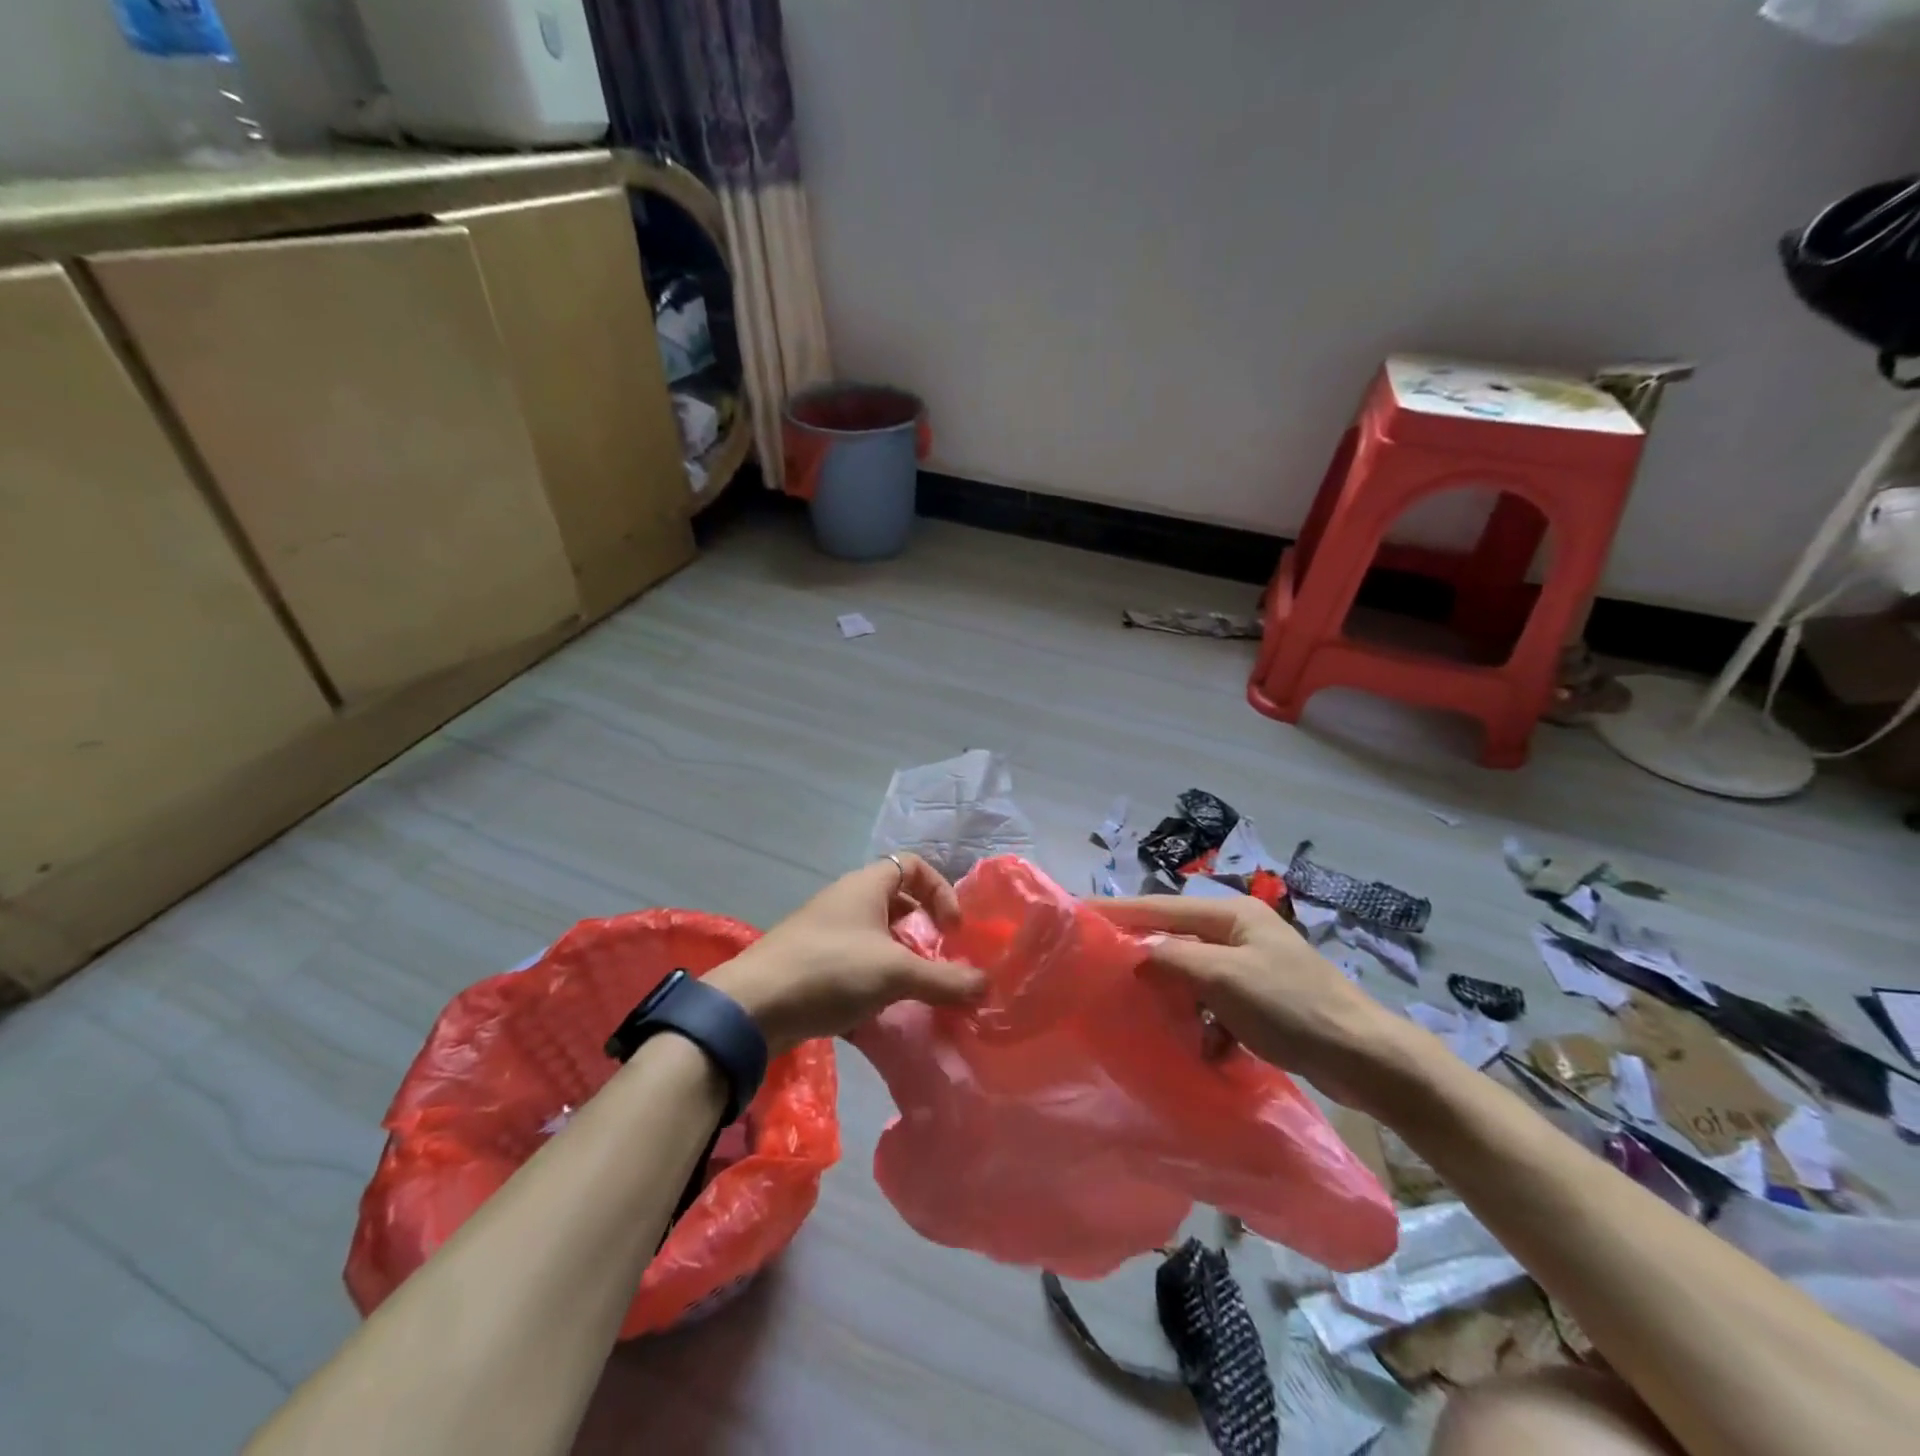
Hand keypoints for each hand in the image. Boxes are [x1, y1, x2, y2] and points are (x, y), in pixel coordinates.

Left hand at [706, 855, 986, 1056]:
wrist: (753, 1007)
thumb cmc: (830, 970)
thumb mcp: (895, 973)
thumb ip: (944, 980)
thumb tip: (987, 986)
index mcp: (866, 886)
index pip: (913, 866)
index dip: (940, 891)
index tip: (952, 929)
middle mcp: (846, 901)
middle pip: (897, 903)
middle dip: (923, 932)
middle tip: (940, 962)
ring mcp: (826, 933)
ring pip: (877, 937)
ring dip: (901, 960)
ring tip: (917, 991)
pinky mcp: (813, 965)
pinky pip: (856, 964)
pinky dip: (876, 982)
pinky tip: (884, 1013)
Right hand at [1093, 894, 1413, 1115]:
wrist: (1366, 1059)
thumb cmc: (1293, 1007)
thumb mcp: (1224, 978)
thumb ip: (1173, 959)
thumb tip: (1133, 953)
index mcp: (1231, 914)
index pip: (1161, 906)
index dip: (1119, 911)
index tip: (1078, 914)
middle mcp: (1239, 932)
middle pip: (1176, 938)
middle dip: (1143, 957)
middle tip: (1101, 970)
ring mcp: (1251, 967)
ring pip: (1193, 974)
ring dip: (1173, 996)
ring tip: (1144, 1015)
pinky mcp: (1261, 1001)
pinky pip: (1214, 1003)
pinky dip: (1203, 1022)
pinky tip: (1200, 1047)